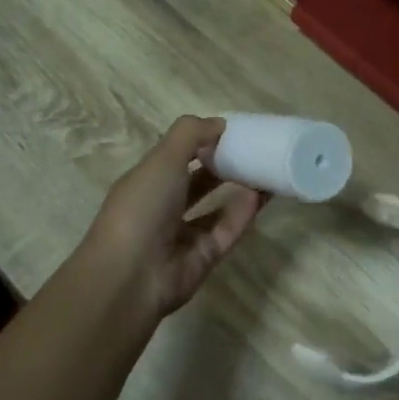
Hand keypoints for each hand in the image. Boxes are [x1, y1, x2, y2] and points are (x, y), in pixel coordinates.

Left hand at [81, 117, 264, 317]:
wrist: (131, 276)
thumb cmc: (141, 208)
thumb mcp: (162, 159)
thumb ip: (191, 135)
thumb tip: (220, 123)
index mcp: (147, 181)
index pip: (176, 156)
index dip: (202, 142)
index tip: (232, 130)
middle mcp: (163, 207)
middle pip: (199, 182)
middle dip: (225, 165)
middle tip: (256, 149)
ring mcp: (183, 235)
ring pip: (217, 208)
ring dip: (240, 189)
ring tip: (267, 169)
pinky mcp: (204, 257)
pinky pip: (227, 231)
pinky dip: (243, 214)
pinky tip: (262, 195)